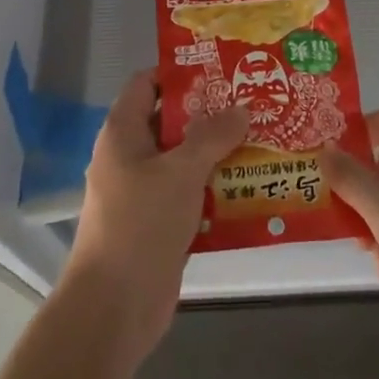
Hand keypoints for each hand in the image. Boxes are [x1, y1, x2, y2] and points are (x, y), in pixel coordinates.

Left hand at [63, 69, 247, 364]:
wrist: (114, 308)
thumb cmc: (141, 225)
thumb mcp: (180, 171)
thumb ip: (212, 136)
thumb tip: (241, 109)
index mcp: (123, 132)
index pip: (148, 83)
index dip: (181, 73)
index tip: (223, 70)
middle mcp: (131, 156)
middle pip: (172, 121)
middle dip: (212, 114)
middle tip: (255, 103)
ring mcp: (144, 192)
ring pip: (185, 160)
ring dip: (219, 153)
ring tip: (263, 139)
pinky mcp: (159, 223)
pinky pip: (191, 194)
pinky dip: (216, 188)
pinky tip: (252, 186)